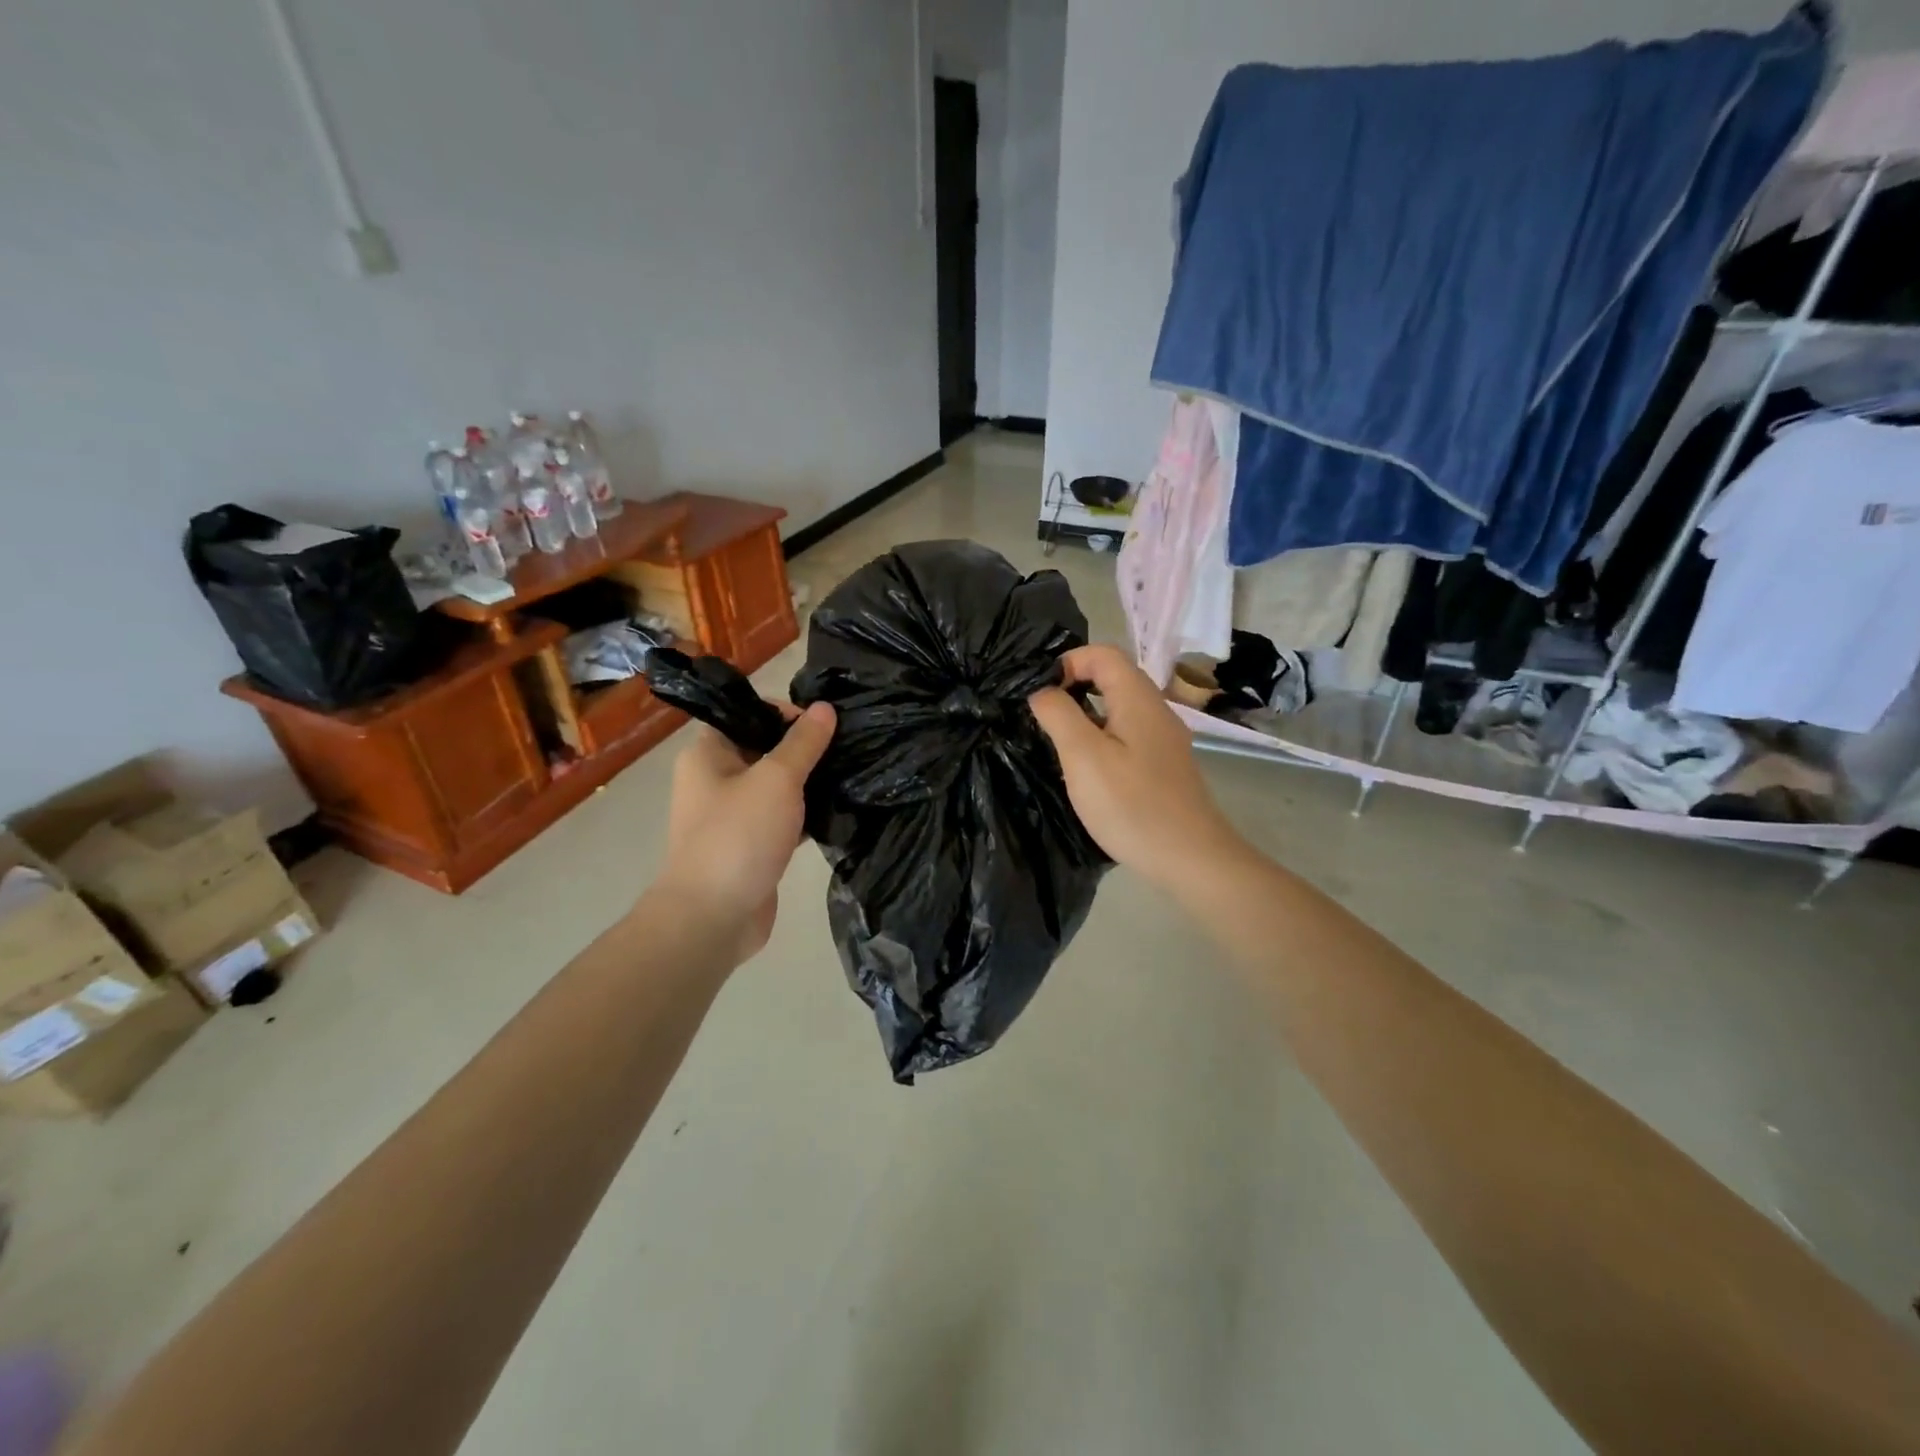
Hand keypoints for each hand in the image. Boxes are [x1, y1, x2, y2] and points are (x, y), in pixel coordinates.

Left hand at [654, 702, 836, 964]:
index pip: (748, 715)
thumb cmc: (739, 836)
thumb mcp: (777, 779)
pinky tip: (839, 812)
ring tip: (850, 776)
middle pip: (765, 750)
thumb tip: (825, 707)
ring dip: (809, 783)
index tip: (824, 725)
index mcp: (708, 754)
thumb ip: (804, 743)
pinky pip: (782, 819)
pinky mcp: (751, 846)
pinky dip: (805, 815)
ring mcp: (732, 816)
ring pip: (777, 787)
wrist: (713, 918)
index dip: (785, 713)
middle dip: (804, 749)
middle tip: (847, 749)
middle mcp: (715, 780)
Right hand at [1029, 645, 1243, 891]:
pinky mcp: (1164, 765)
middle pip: (1113, 677)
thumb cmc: (1131, 805)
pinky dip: (1103, 737)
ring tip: (1059, 744)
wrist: (1190, 858)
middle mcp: (1156, 710)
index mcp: (1138, 698)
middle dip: (1074, 687)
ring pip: (1120, 708)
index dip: (1067, 662)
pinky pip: (1128, 734)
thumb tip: (1041, 689)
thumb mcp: (1083, 756)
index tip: (1041, 694)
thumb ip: (1058, 714)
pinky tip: (1089, 769)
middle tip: (1044, 717)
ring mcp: (1164, 739)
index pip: (1103, 653)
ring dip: (1086, 715)